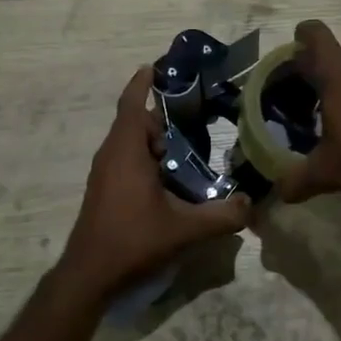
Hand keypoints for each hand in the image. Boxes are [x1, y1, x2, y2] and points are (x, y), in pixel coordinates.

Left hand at [56, 66, 251, 299]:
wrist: (88, 275)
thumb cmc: (132, 241)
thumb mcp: (184, 230)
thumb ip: (221, 216)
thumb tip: (252, 204)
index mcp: (126, 152)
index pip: (133, 104)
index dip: (143, 82)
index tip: (157, 65)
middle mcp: (111, 155)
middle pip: (136, 122)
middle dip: (163, 116)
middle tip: (196, 116)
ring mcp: (104, 173)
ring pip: (130, 143)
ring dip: (155, 140)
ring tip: (189, 147)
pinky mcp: (104, 190)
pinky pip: (126, 160)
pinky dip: (146, 157)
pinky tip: (170, 178)